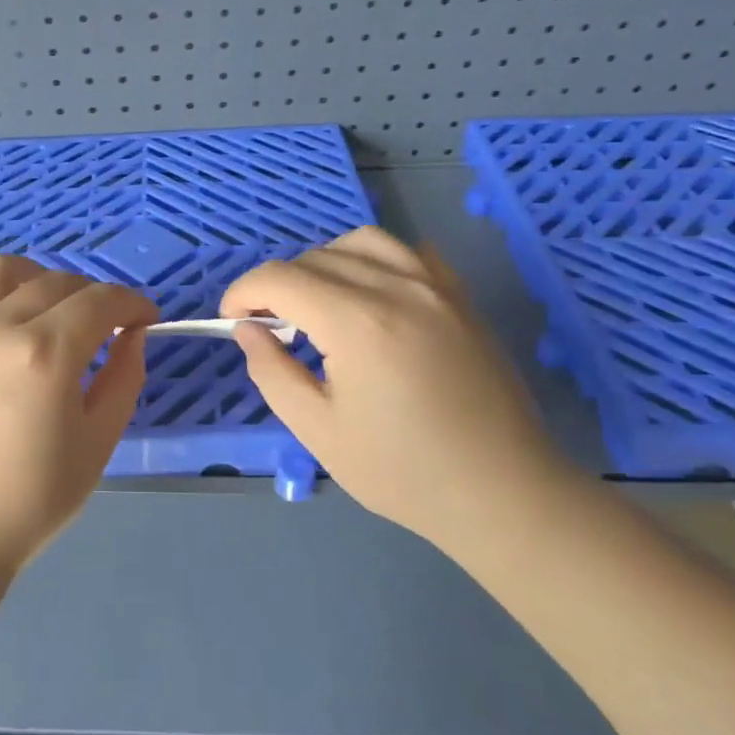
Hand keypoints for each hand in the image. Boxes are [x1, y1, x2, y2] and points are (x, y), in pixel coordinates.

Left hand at [0, 255, 158, 591]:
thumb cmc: (28, 501)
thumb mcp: (97, 445)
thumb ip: (124, 378)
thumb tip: (132, 334)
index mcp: (45, 355)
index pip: (100, 301)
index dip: (132, 304)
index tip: (144, 318)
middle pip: (56, 281)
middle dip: (92, 297)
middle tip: (101, 327)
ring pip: (0, 269)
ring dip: (34, 279)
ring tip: (43, 309)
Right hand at [220, 226, 562, 539]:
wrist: (503, 493)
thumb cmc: (404, 473)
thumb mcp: (319, 431)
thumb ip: (272, 372)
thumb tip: (247, 329)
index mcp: (357, 323)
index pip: (280, 278)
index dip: (243, 292)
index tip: (232, 320)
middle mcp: (397, 288)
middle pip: (315, 257)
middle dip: (278, 284)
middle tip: (270, 327)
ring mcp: (436, 287)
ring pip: (362, 241)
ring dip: (324, 262)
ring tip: (317, 303)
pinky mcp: (461, 298)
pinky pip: (409, 252)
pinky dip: (375, 260)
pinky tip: (371, 295)